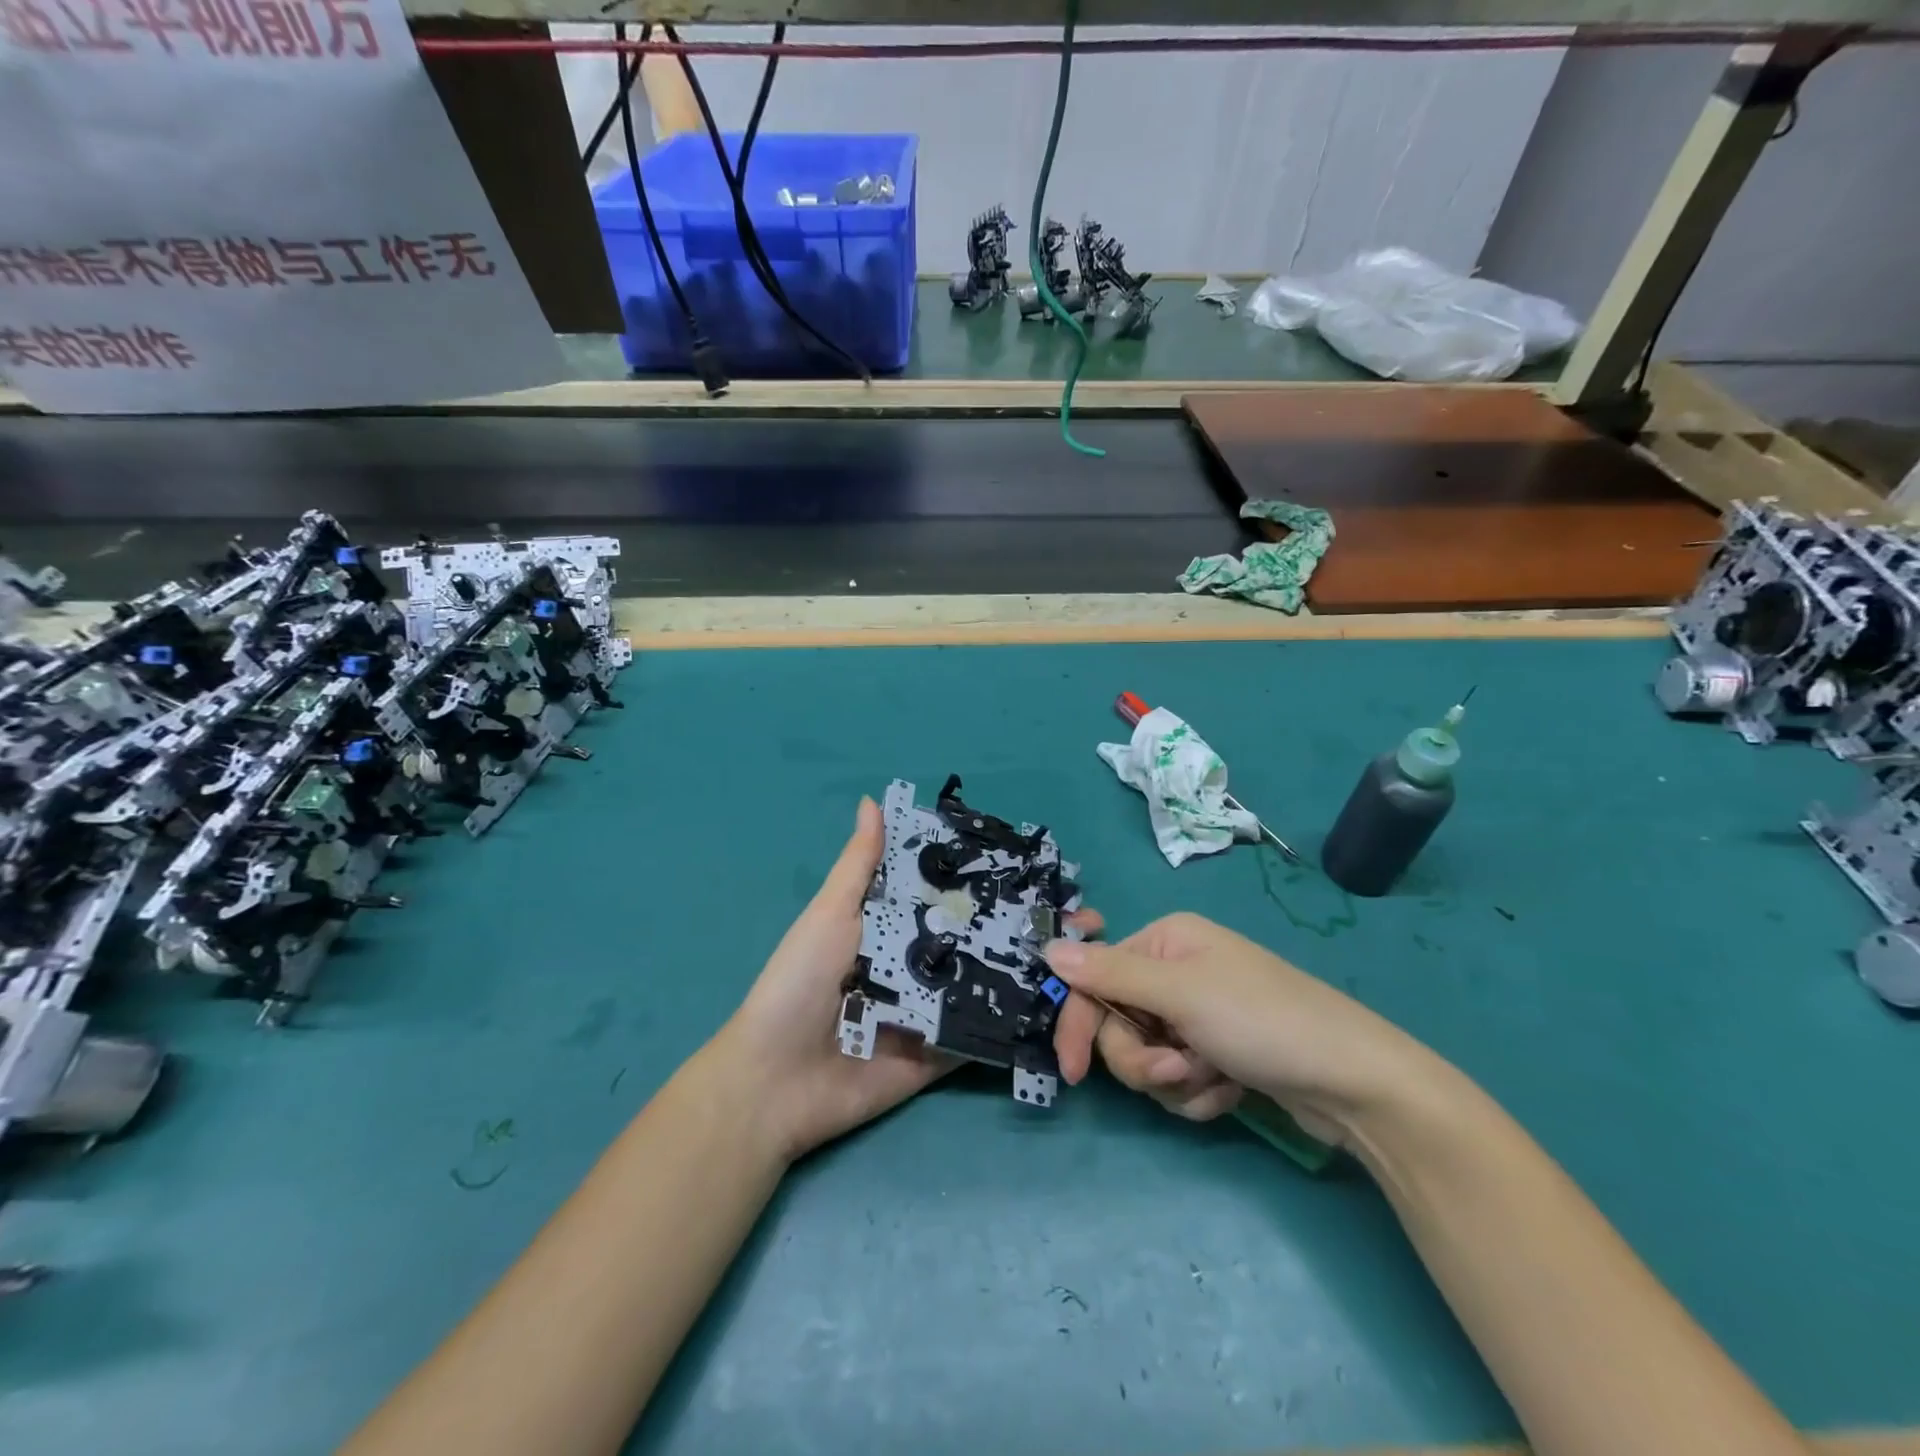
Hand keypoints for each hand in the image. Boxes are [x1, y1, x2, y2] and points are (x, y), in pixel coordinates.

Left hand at [714, 798, 1102, 1163]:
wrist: (774, 1082)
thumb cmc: (799, 984)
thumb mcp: (829, 915)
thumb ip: (860, 865)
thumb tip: (872, 799)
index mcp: (894, 926)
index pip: (951, 895)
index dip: (991, 881)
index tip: (1041, 866)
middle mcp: (920, 963)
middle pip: (980, 938)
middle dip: (1027, 924)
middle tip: (1082, 914)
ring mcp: (934, 1010)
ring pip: (991, 983)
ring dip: (1034, 969)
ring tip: (1084, 952)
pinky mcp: (941, 1054)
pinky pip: (983, 1033)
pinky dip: (1017, 1020)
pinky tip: (1063, 1003)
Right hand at [1047, 912, 1431, 1145]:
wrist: (1354, 1083)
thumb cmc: (1262, 1021)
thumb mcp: (1180, 993)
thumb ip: (1109, 973)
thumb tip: (1048, 948)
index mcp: (1165, 942)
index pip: (1095, 979)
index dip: (1079, 1024)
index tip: (1072, 1073)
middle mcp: (1176, 972)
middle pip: (1119, 1024)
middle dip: (1144, 1059)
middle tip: (1176, 1071)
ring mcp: (1198, 1015)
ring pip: (1146, 1058)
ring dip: (1174, 1080)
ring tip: (1214, 1081)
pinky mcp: (1217, 1054)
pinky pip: (1177, 1080)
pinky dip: (1198, 1093)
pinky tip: (1231, 1091)